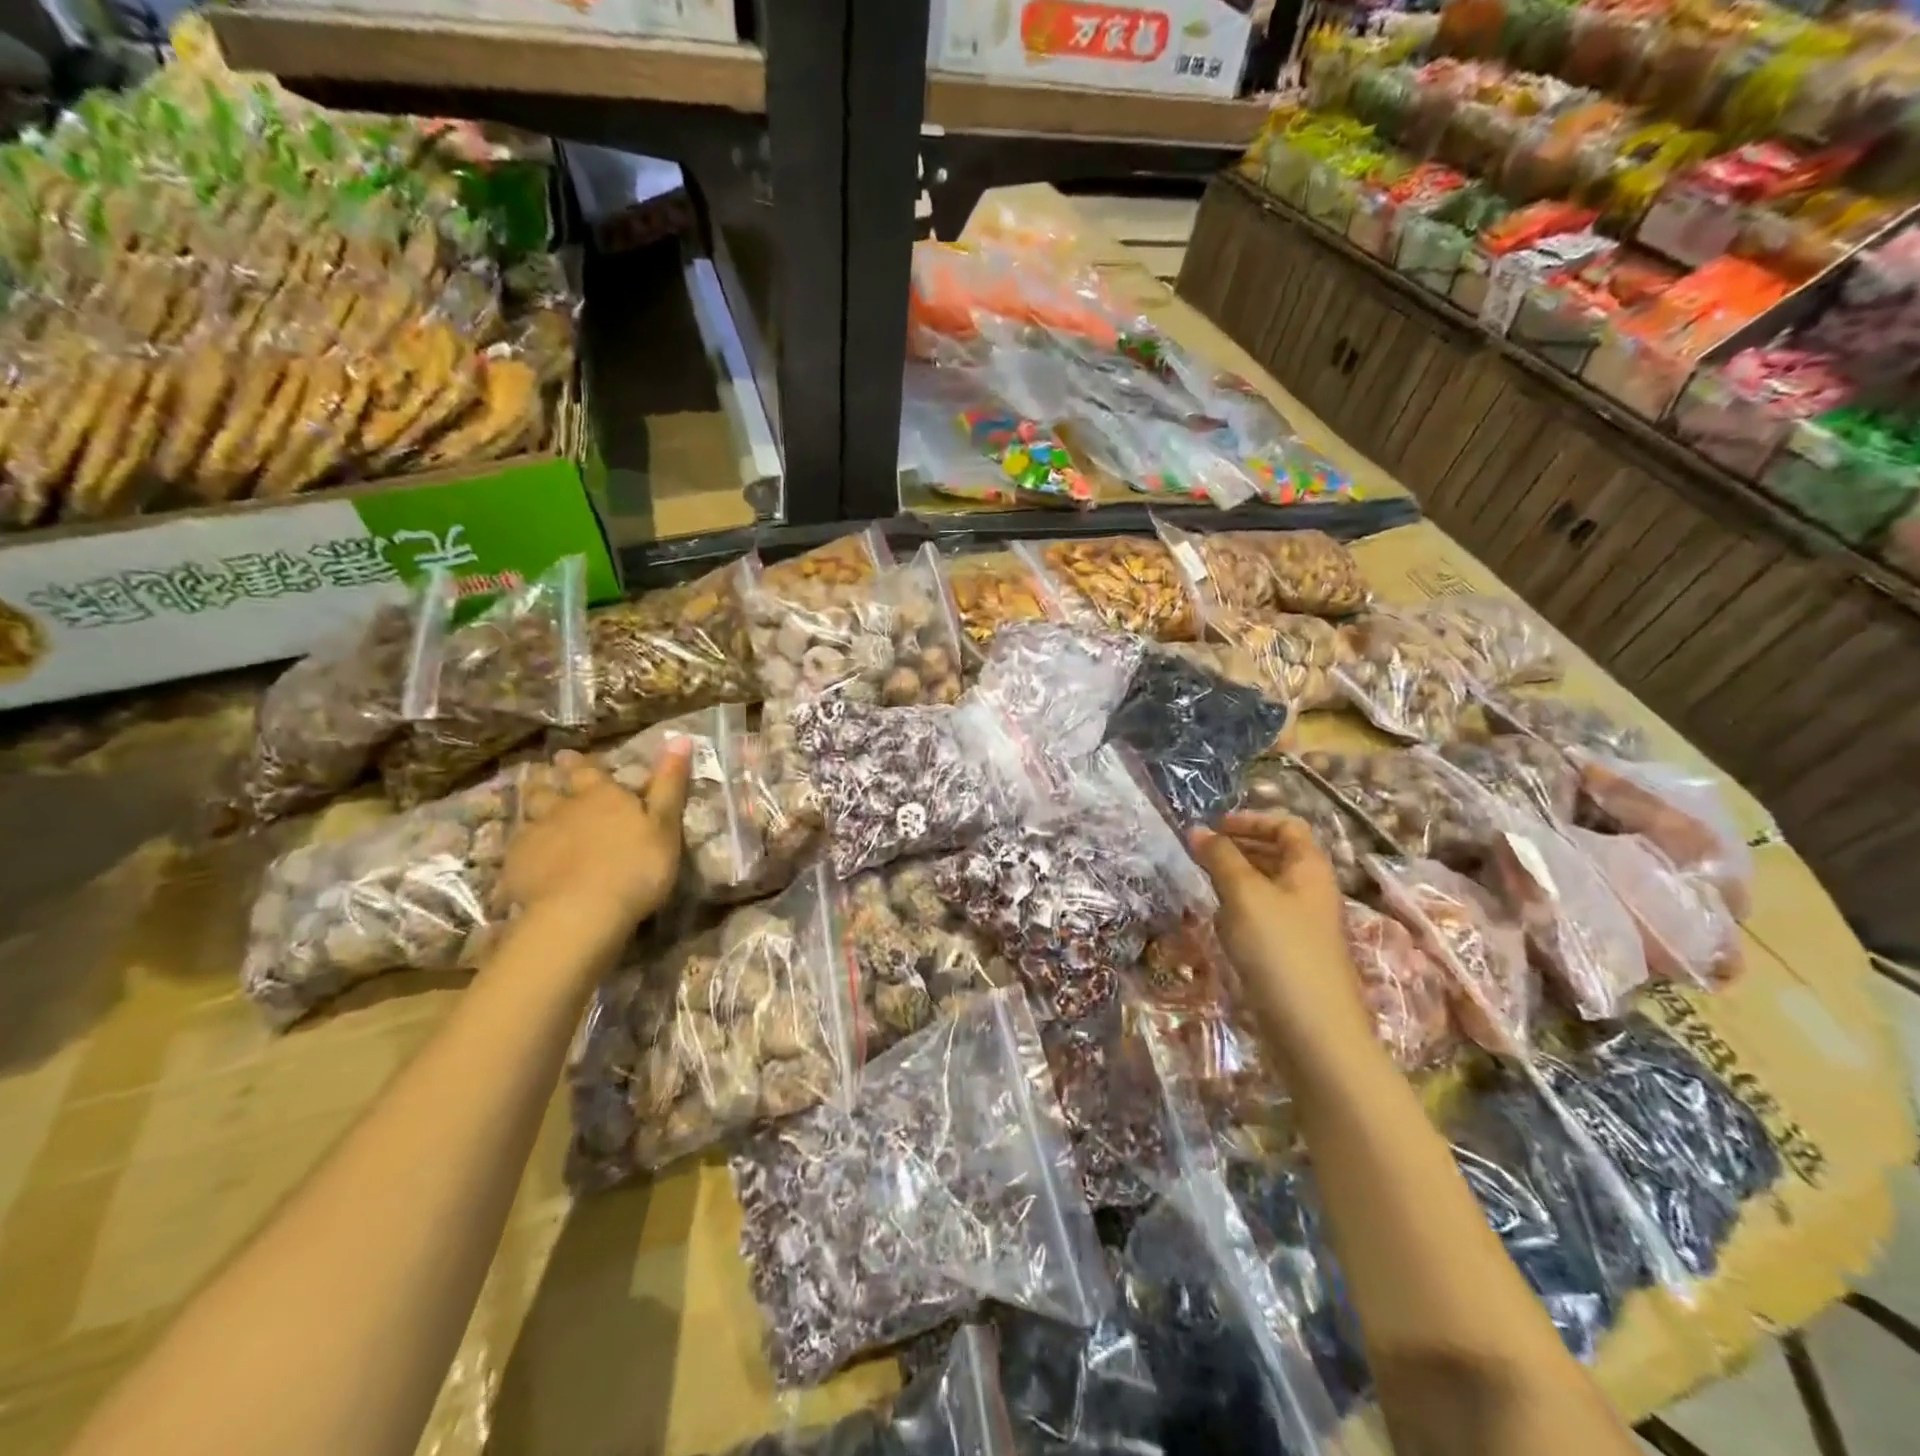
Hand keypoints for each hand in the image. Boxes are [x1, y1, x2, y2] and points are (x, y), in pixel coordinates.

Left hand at [497, 742, 692, 928]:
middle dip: (547, 780)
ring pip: (528, 814)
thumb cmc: (636, 866)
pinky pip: (515, 850)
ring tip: (531, 808)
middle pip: (548, 788)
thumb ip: (670, 783)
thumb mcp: (665, 824)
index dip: (580, 763)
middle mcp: (564, 808)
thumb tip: (680, 737)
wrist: (582, 912)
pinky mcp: (516, 867)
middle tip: (544, 775)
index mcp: (601, 795)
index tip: (569, 755)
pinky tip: (524, 858)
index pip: (587, 770)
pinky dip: (521, 849)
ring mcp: (535, 836)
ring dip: (530, 808)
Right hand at [1190, 812, 1372, 1062]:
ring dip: (1238, 877)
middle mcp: (1311, 892)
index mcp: (1310, 869)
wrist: (1314, 1032)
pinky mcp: (1292, 954)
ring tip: (1204, 881)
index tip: (1215, 827)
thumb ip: (1220, 858)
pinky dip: (1241, 908)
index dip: (1252, 820)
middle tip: (1202, 851)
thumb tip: (1197, 830)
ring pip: (1269, 886)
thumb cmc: (1280, 951)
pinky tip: (1220, 922)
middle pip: (1279, 853)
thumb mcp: (1244, 895)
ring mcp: (1304, 925)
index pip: (1287, 826)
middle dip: (1240, 846)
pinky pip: (1264, 916)